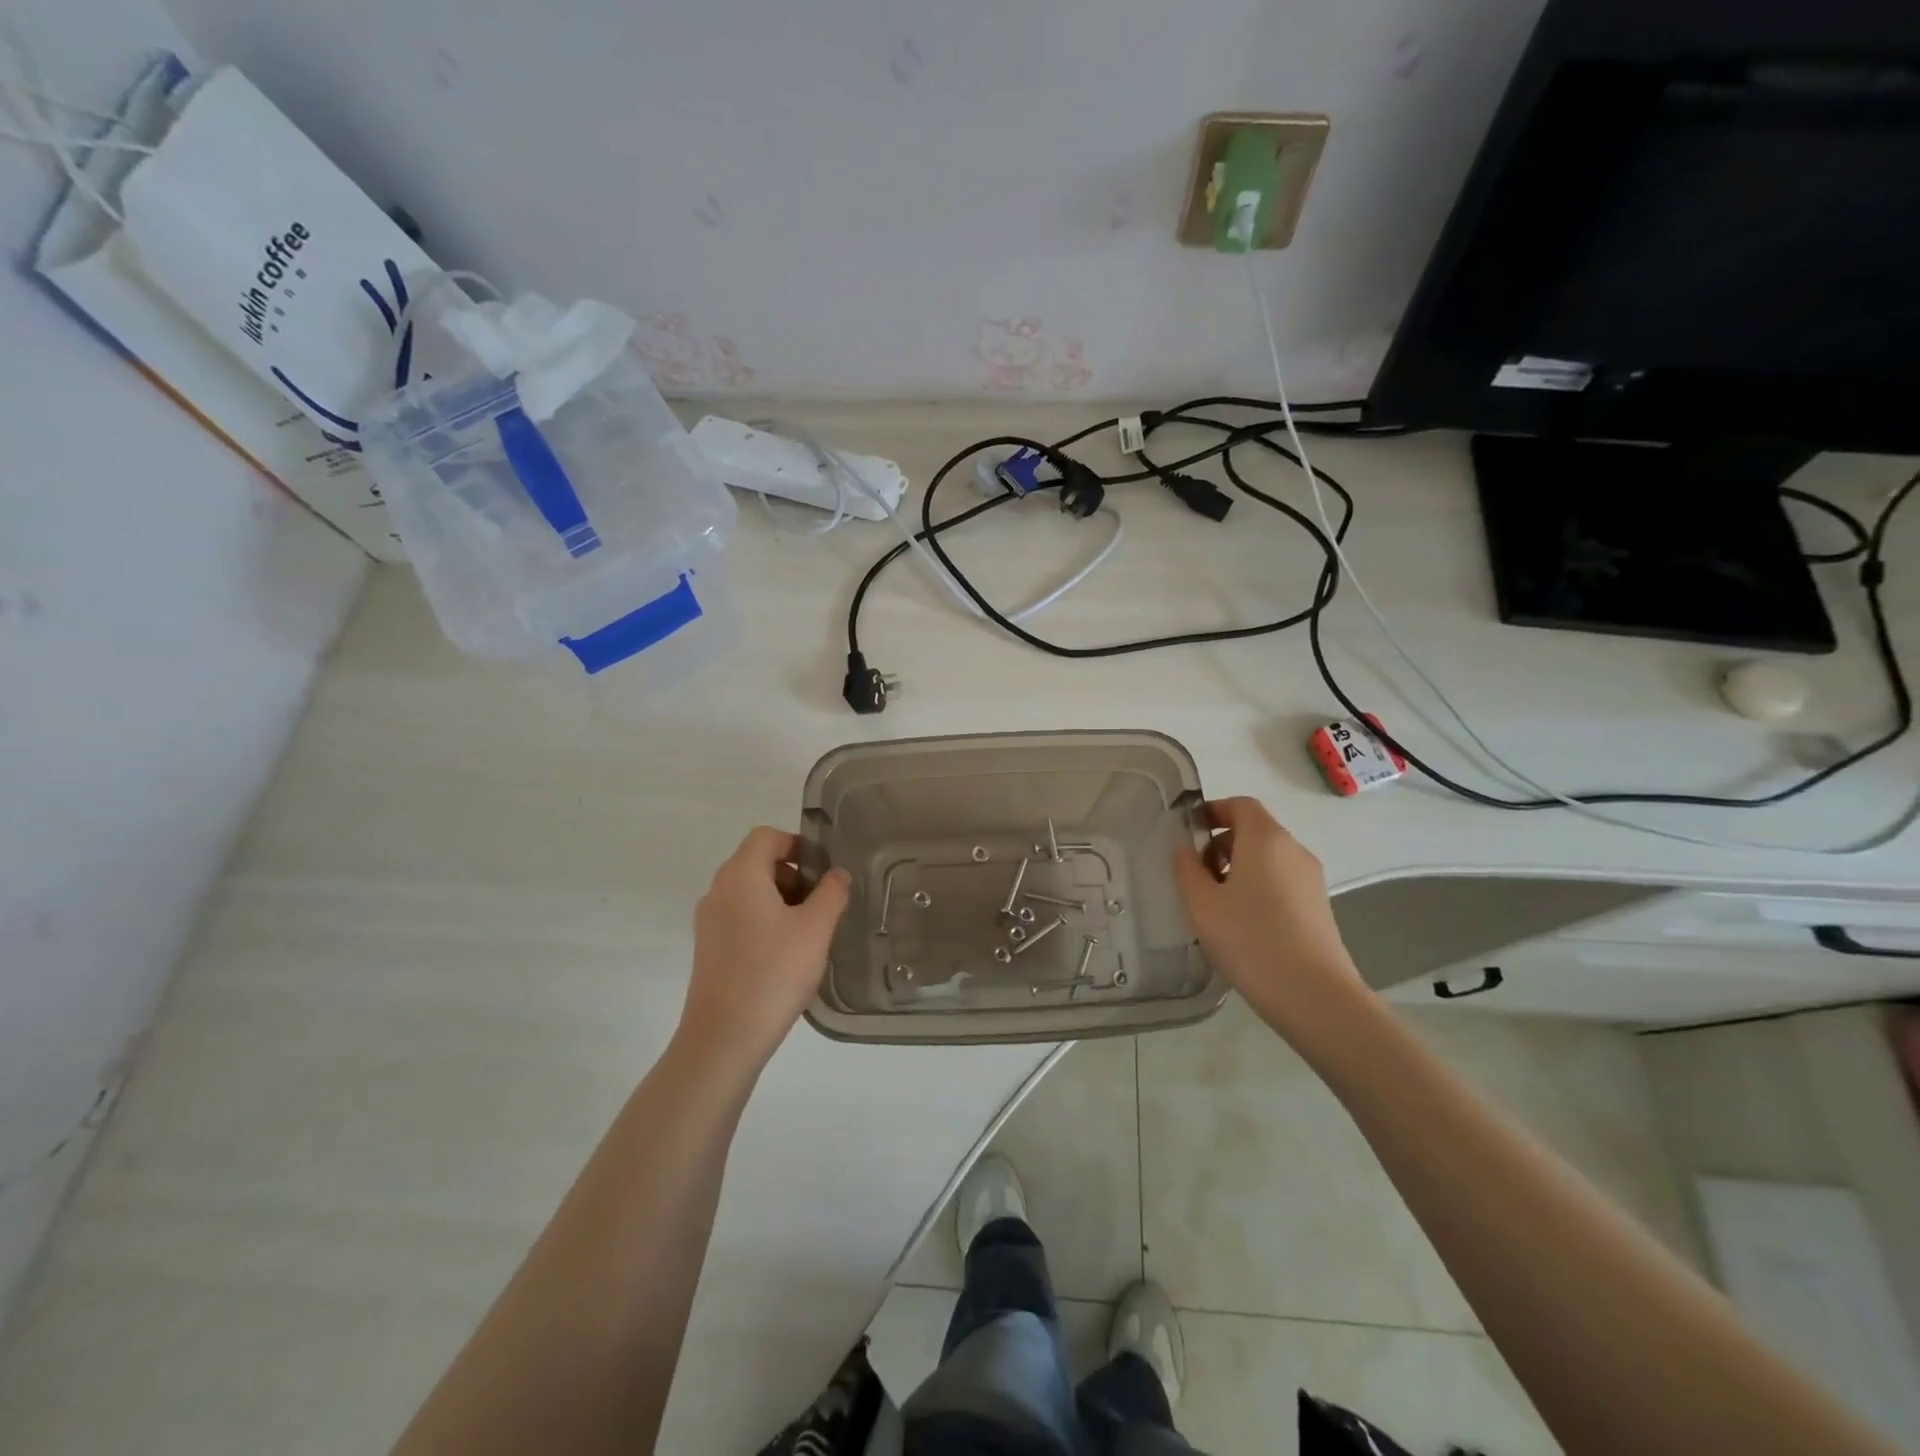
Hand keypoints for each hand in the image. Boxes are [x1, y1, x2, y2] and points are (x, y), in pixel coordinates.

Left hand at [678, 827, 850, 1071]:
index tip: (823, 870)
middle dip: (793, 873)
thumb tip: (837, 874)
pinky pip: (740, 916)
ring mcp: (709, 921)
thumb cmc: (773, 972)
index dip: (798, 844)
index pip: (767, 836)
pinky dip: (765, 919)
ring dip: (781, 898)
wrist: (724, 1037)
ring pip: (749, 891)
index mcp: (741, 875)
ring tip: (808, 931)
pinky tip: (785, 952)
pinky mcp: (708, 948)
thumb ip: (832, 893)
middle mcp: (718, 890)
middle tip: (821, 902)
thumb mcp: (815, 929)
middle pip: (757, 861)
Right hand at [1172, 797, 1368, 1042]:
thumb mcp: (1202, 904)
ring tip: (1214, 903)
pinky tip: (1240, 923)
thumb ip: (1187, 869)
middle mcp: (1294, 850)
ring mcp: (1311, 880)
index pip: (1241, 805)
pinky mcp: (1318, 907)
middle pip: (1255, 831)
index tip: (1189, 830)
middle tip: (1195, 873)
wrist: (1314, 995)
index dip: (1213, 810)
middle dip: (1221, 844)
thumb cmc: (1250, 940)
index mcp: (1266, 839)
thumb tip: (1184, 848)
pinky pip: (1281, 881)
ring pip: (1268, 858)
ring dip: (1238, 868)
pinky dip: (1257, 887)